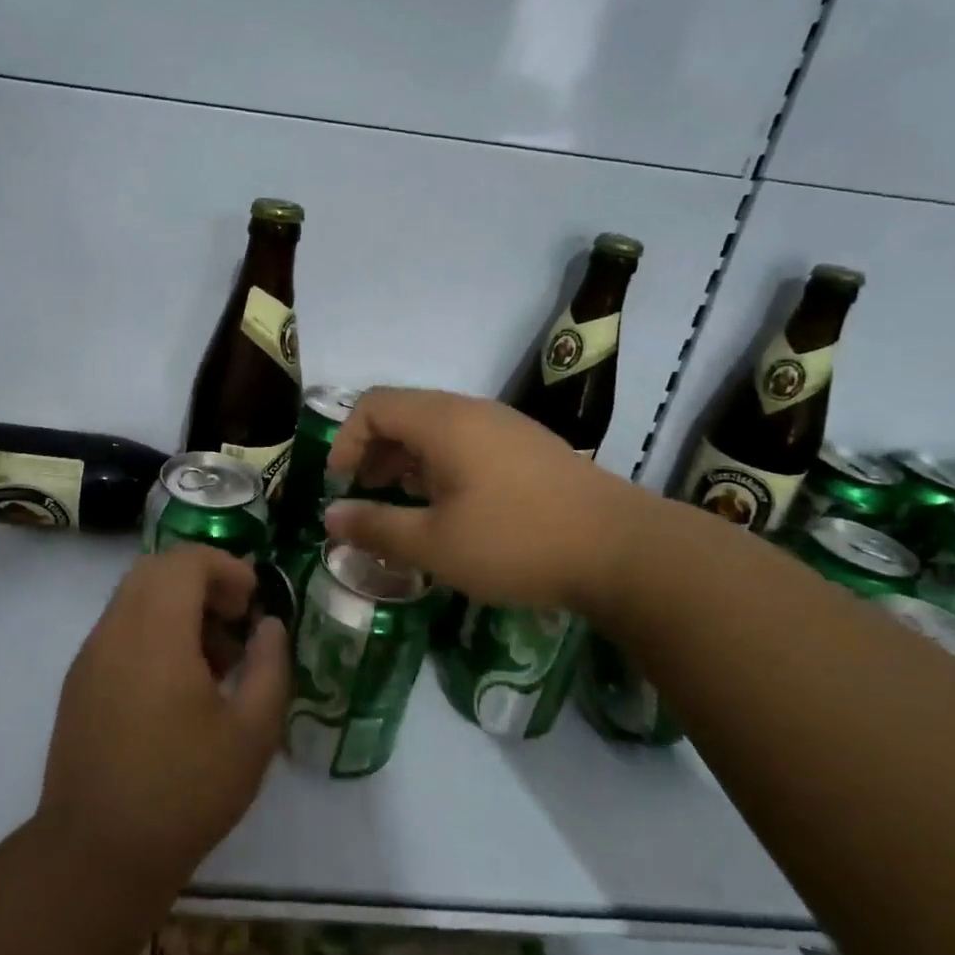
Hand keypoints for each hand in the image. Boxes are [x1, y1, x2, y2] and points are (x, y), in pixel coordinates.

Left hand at [37, 546, 290, 891]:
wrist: (96, 856)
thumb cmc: (184, 792)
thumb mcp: (252, 733)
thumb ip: (270, 666)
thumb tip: (269, 626)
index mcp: (156, 633)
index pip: (185, 560)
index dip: (226, 567)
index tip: (254, 601)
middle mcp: (116, 630)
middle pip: (157, 569)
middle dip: (203, 580)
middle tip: (236, 620)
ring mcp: (91, 655)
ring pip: (135, 596)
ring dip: (178, 605)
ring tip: (214, 658)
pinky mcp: (79, 681)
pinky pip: (120, 628)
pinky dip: (154, 629)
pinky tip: (179, 684)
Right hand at [323, 386, 645, 610]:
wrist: (623, 550)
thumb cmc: (517, 542)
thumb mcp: (435, 545)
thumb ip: (376, 527)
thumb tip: (330, 518)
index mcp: (443, 422)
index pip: (373, 405)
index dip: (346, 441)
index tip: (341, 485)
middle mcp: (471, 411)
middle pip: (403, 413)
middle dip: (374, 451)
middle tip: (367, 495)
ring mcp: (504, 427)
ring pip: (436, 428)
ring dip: (407, 460)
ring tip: (405, 504)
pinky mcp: (528, 447)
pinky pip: (466, 442)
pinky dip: (440, 465)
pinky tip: (451, 508)